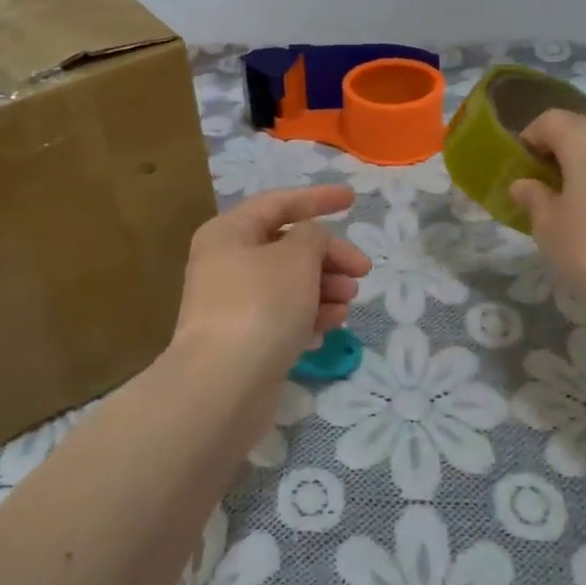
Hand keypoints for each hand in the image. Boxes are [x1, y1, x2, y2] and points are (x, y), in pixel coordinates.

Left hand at [173, 185, 371, 386]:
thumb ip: (313, 237)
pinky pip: (282, 317)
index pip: (278, 203)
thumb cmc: (261, 306)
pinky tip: (329, 327)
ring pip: (288, 284)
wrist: (223, 385)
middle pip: (286, 247)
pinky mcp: (243, 341)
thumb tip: (311, 242)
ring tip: (348, 301)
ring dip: (323, 287)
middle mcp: (225, 264)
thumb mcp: (296, 257)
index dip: (317, 199)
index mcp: (229, 232)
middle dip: (328, 255)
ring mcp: (232, 305)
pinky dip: (308, 316)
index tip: (353, 200)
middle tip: (362, 271)